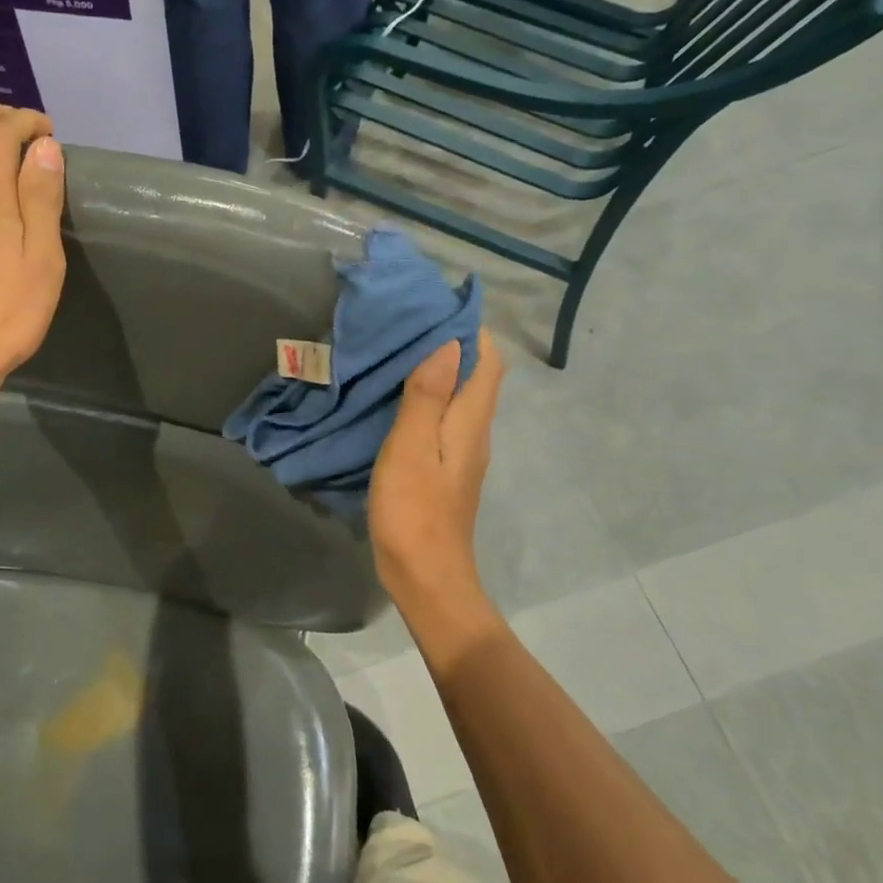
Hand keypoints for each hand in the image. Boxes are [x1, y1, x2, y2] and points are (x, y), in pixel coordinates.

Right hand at [367, 329, 504, 608]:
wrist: (425, 576)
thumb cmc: (415, 510)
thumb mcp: (412, 448)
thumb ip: (428, 396)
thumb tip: (449, 343)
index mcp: (470, 421)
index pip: (487, 361)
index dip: (472, 330)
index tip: (438, 306)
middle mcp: (474, 432)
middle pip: (475, 376)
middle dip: (451, 344)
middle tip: (409, 323)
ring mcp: (460, 453)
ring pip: (457, 397)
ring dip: (437, 371)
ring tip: (398, 351)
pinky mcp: (444, 470)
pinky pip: (442, 418)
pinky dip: (425, 398)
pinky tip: (395, 398)